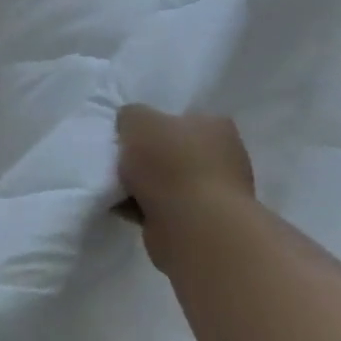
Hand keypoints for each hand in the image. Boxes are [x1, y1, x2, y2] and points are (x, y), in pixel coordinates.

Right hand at [115, 105, 254, 223]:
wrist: (193, 225)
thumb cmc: (169, 163)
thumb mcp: (138, 120)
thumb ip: (131, 115)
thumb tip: (131, 125)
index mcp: (216, 126)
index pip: (182, 119)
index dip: (153, 125)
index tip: (130, 136)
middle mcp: (223, 157)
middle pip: (172, 151)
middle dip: (146, 158)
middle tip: (120, 161)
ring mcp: (216, 193)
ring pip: (167, 182)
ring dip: (142, 186)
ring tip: (117, 187)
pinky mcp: (202, 223)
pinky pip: (163, 208)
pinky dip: (143, 208)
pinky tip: (123, 208)